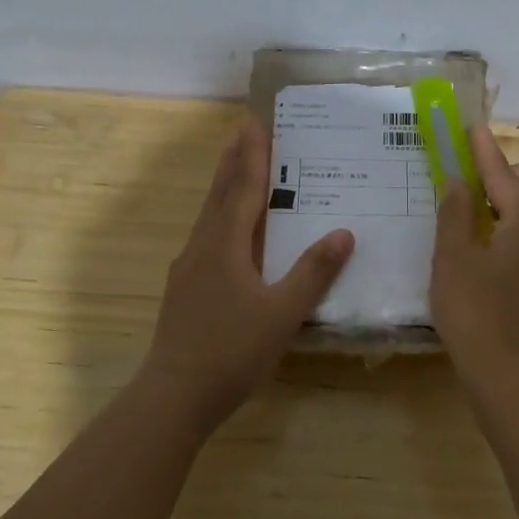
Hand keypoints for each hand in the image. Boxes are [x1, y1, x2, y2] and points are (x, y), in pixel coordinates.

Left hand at [140, 117, 354, 427]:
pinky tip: (227, 233)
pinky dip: (220, 218)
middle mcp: (202, 248)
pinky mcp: (184, 289)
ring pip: (208, 216)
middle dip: (232, 161)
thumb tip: (344, 233)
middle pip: (219, 195)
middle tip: (242, 130)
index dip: (252, 156)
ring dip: (223, 187)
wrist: (174, 396)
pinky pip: (206, 237)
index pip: (242, 190)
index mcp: (225, 246)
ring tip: (235, 168)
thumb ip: (314, 273)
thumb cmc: (232, 352)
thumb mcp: (282, 313)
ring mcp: (188, 269)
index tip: (255, 122)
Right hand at [430, 124, 518, 384]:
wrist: (510, 373)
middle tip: (490, 187)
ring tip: (488, 213)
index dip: (486, 151)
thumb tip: (459, 182)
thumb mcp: (452, 257)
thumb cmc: (476, 312)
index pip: (507, 175)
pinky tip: (496, 242)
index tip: (473, 129)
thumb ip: (455, 213)